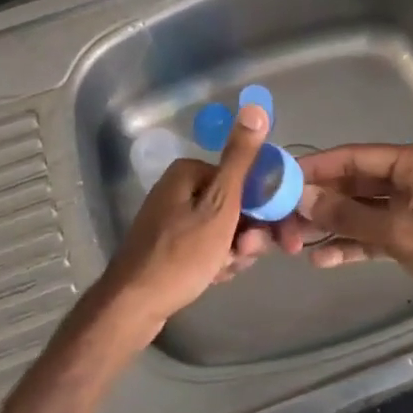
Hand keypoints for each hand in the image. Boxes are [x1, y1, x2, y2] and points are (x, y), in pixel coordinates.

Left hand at [94, 103, 270, 339]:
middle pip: (235, 207)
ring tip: (222, 270)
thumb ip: (241, 160)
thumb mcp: (220, 205)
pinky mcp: (170, 245)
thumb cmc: (181, 254)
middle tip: (242, 256)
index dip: (266, 210)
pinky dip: (216, 261)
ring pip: (224, 230)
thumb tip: (255, 107)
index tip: (278, 237)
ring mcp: (173, 218)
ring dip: (233, 251)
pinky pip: (207, 247)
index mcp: (189, 172)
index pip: (245, 181)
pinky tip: (213, 277)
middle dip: (247, 234)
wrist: (134, 305)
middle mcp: (179, 189)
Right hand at [234, 143, 412, 345]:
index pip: (355, 158)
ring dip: (331, 225)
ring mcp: (412, 212)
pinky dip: (350, 245)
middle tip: (281, 218)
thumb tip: (302, 198)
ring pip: (360, 212)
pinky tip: (322, 259)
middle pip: (355, 185)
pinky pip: (372, 237)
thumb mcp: (404, 234)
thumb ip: (351, 215)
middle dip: (320, 201)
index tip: (281, 179)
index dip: (318, 167)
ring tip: (293, 241)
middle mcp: (412, 181)